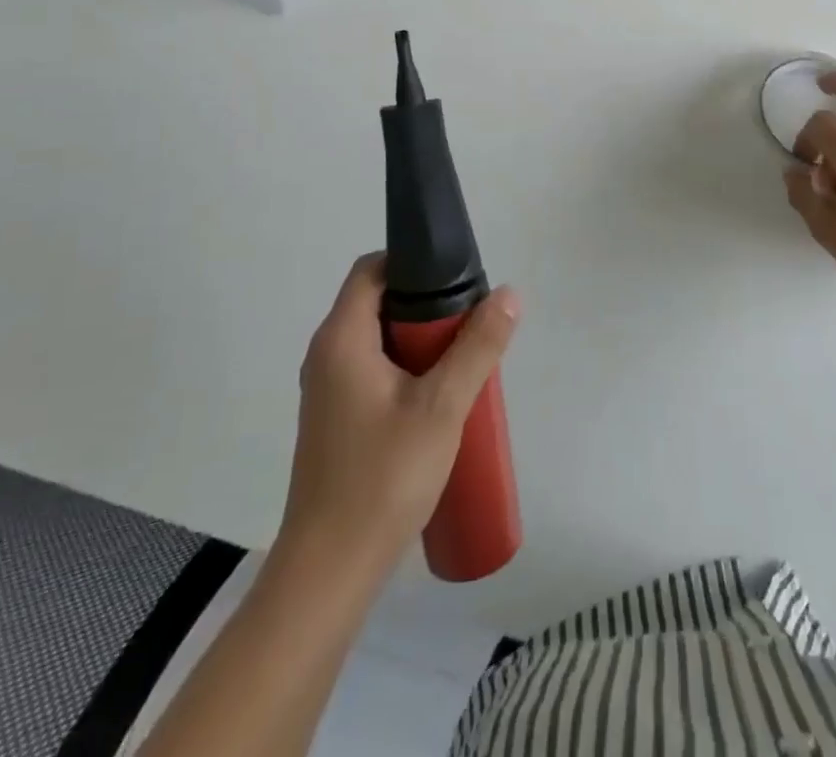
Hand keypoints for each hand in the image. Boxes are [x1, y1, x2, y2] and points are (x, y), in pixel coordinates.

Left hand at [281, 254, 519, 567]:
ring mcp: (327, 391)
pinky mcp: (336, 421)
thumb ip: (477, 347)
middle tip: (470, 323)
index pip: (371, 270)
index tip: (455, 278)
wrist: (330, 572)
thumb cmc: (383, 477)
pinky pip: (373, 371)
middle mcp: (326, 356)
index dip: (411, 262)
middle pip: (377, 303)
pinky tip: (438, 400)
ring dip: (419, 341)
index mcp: (341, 339)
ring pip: (378, 340)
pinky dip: (406, 369)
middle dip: (425, 306)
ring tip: (463, 360)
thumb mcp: (442, 406)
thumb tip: (508, 294)